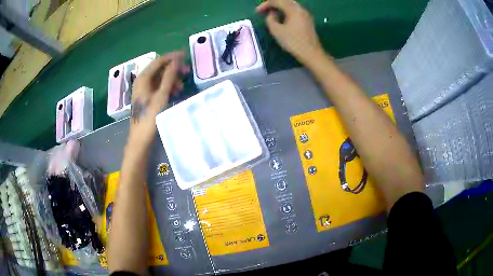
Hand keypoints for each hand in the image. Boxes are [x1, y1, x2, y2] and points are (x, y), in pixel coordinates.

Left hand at [128, 51, 188, 148]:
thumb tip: (177, 60)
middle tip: (187, 72)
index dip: (172, 57)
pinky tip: (175, 93)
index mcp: (143, 78)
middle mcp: (142, 81)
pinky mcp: (146, 98)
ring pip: (159, 78)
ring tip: (182, 87)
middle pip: (159, 69)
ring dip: (171, 79)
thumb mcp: (161, 95)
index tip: (186, 56)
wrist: (141, 139)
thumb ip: (169, 77)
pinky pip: (158, 87)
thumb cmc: (150, 116)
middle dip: (173, 69)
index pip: (158, 61)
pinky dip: (167, 87)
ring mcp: (143, 90)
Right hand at [256, 0, 323, 64]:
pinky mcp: (307, 20)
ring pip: (290, 5)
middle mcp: (300, 9)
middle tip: (264, 10)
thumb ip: (270, 19)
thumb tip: (272, 14)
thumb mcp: (276, 31)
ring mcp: (305, 14)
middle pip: (285, 1)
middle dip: (273, 4)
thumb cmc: (293, 42)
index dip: (265, 5)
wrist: (311, 53)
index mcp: (293, 9)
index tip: (257, 12)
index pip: (277, 1)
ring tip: (271, 14)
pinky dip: (286, 11)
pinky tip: (282, 18)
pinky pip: (295, 10)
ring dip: (280, 7)